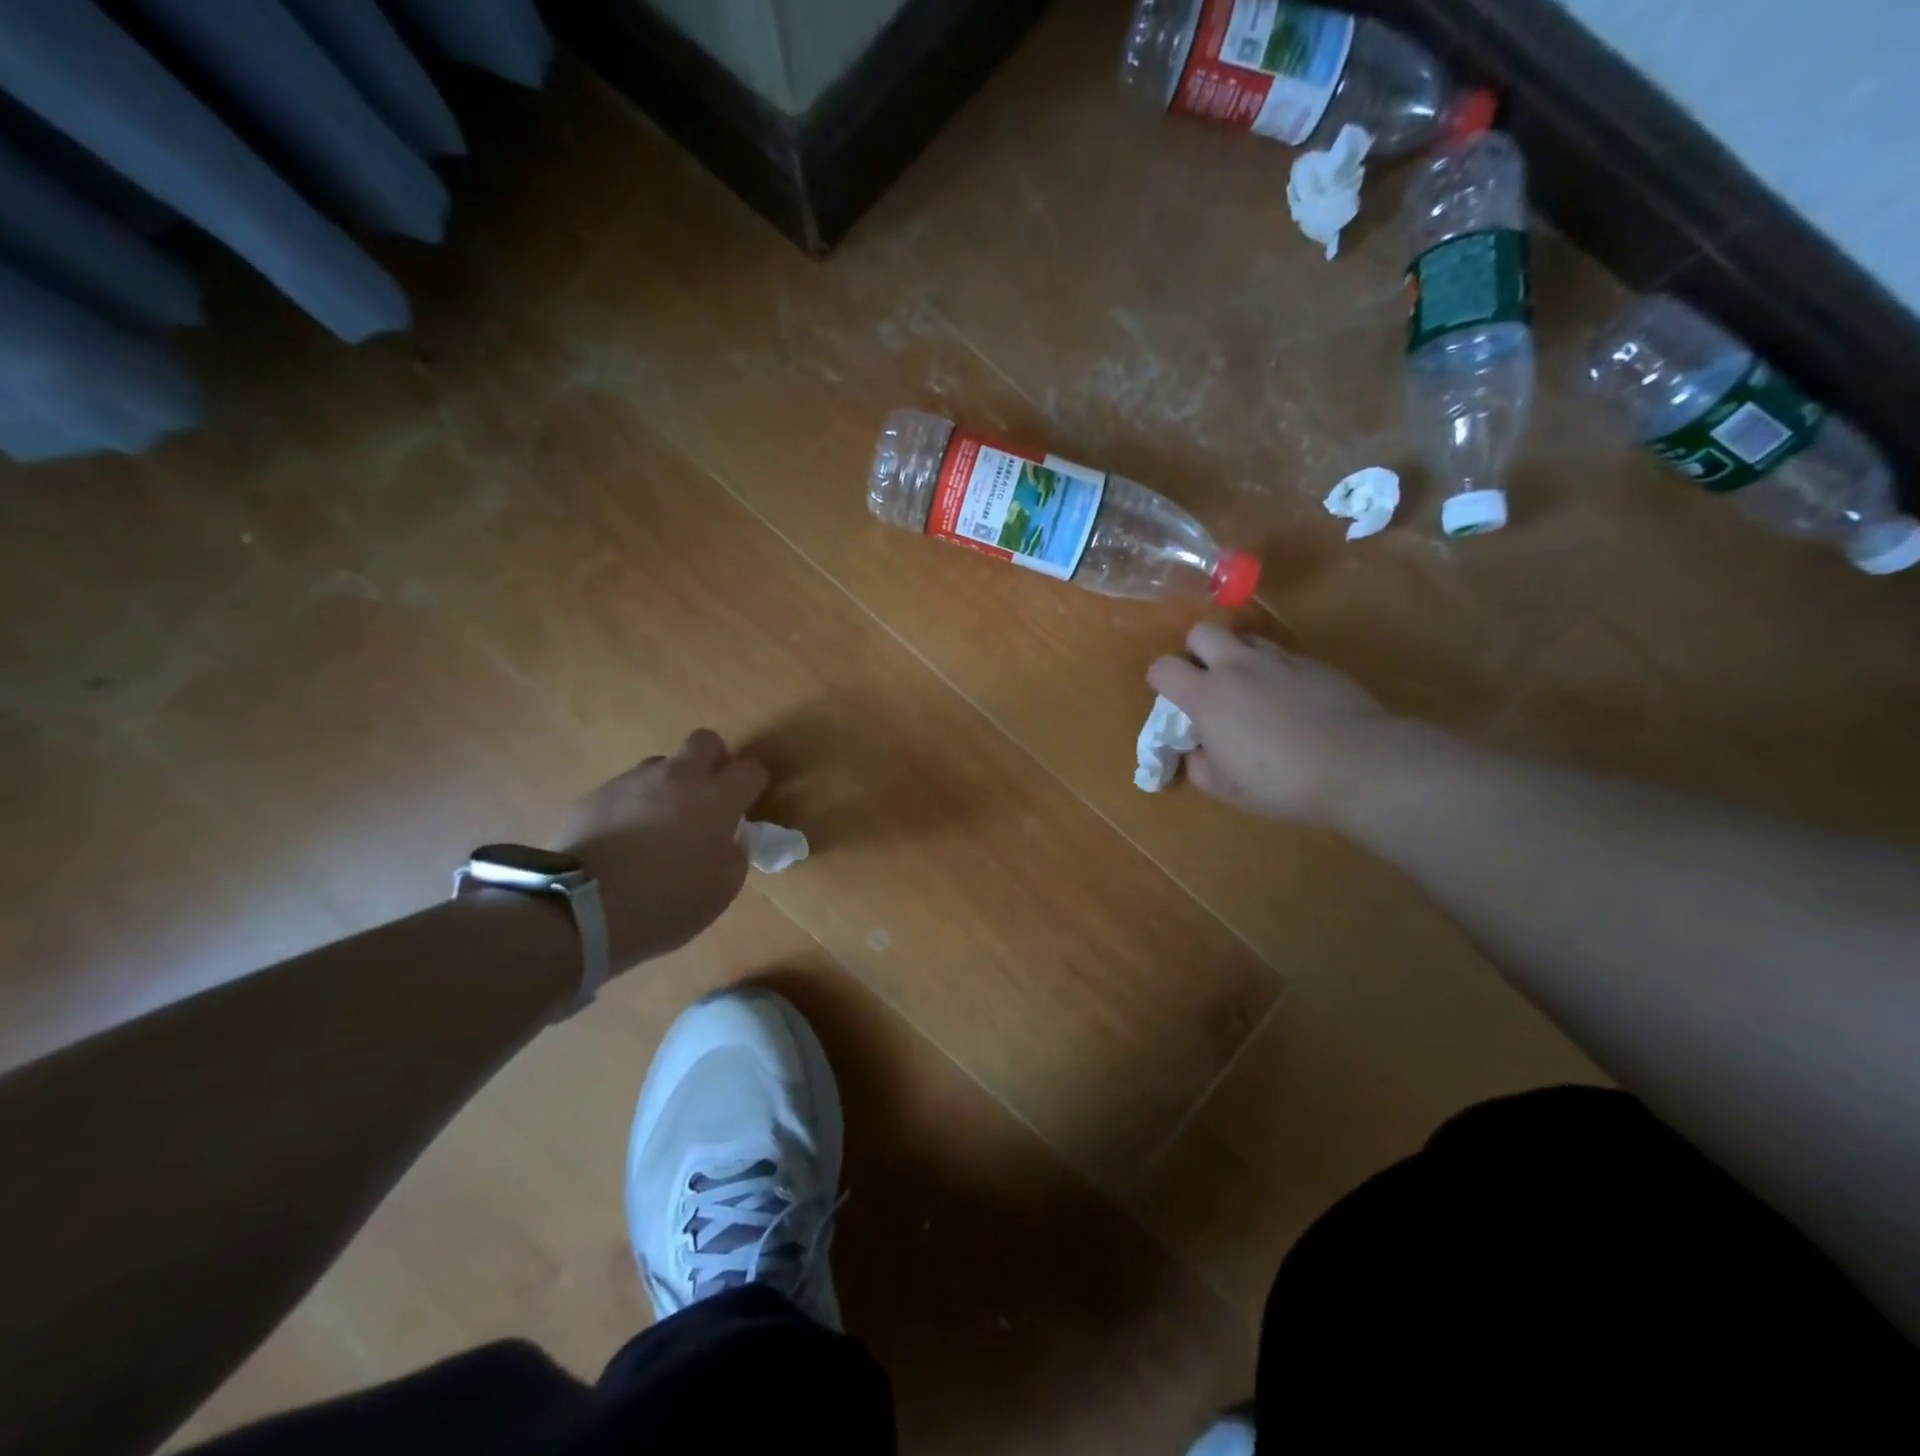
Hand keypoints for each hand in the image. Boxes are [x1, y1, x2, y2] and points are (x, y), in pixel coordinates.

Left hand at [555, 730, 768, 969]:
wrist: (580, 907)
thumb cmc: (666, 901)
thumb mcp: (722, 888)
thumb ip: (734, 854)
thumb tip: (729, 840)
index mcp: (716, 798)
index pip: (750, 770)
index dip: (755, 783)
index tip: (750, 802)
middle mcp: (677, 777)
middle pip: (704, 742)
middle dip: (713, 761)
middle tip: (709, 794)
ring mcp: (632, 782)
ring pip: (661, 765)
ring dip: (669, 785)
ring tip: (660, 824)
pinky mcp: (595, 796)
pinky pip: (626, 791)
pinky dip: (634, 807)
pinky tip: (626, 840)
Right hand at [1147, 624, 1397, 824]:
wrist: (1358, 763)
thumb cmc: (1281, 781)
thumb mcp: (1226, 788)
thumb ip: (1199, 765)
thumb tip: (1196, 751)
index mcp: (1207, 696)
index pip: (1163, 668)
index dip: (1160, 680)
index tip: (1170, 699)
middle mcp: (1238, 666)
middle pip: (1202, 632)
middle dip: (1197, 652)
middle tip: (1208, 681)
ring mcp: (1279, 660)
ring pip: (1245, 639)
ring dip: (1237, 656)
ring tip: (1249, 687)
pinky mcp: (1314, 663)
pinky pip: (1282, 656)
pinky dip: (1275, 671)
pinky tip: (1290, 701)